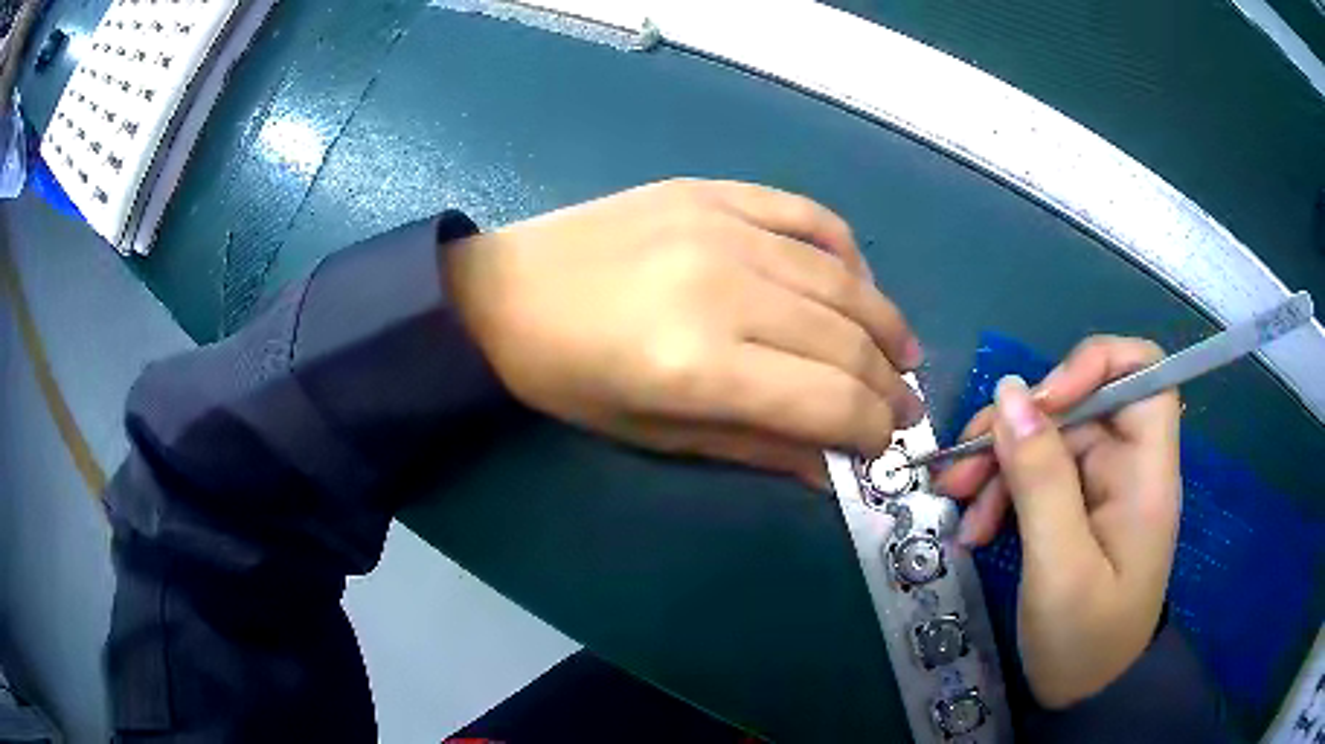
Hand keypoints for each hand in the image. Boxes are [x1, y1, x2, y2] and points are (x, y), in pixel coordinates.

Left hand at [445, 178, 924, 488]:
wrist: (502, 293)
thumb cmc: (568, 378)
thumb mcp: (655, 435)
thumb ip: (757, 448)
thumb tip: (835, 469)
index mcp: (699, 365)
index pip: (830, 401)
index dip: (874, 430)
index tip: (887, 445)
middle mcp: (724, 287)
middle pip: (847, 340)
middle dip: (890, 383)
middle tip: (907, 405)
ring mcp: (722, 225)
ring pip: (843, 277)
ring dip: (886, 321)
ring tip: (903, 352)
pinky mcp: (713, 189)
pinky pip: (808, 214)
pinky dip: (847, 250)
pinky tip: (858, 282)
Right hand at [935, 336, 1180, 707]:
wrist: (1085, 695)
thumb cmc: (1085, 641)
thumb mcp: (1060, 567)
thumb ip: (1041, 480)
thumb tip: (1010, 393)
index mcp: (1146, 471)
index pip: (1141, 371)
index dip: (1093, 364)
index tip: (1040, 401)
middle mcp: (1127, 466)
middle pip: (1078, 404)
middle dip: (1019, 428)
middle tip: (962, 468)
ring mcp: (1100, 487)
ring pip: (1049, 439)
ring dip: (999, 463)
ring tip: (957, 502)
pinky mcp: (1076, 509)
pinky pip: (1036, 477)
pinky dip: (1001, 493)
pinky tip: (975, 528)